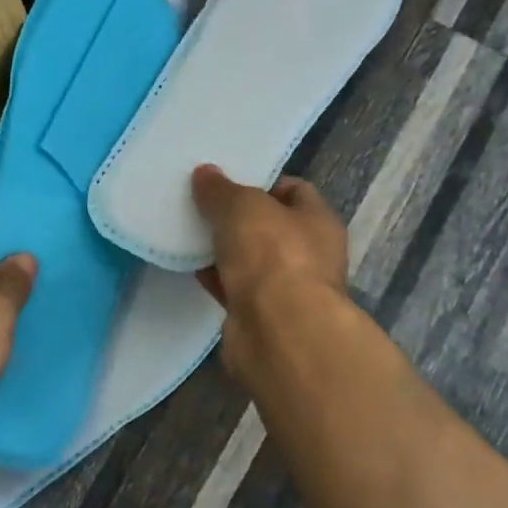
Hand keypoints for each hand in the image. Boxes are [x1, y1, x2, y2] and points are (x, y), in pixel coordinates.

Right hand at [191, 164, 348, 314]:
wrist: (279, 333)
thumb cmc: (273, 256)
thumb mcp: (242, 207)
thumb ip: (221, 190)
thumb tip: (205, 174)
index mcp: (319, 221)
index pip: (294, 190)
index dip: (262, 182)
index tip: (227, 180)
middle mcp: (309, 254)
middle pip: (269, 226)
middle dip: (237, 217)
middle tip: (202, 204)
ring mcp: (287, 288)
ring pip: (250, 259)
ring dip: (224, 249)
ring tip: (188, 231)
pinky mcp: (261, 317)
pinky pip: (234, 287)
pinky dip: (215, 277)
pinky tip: (188, 265)